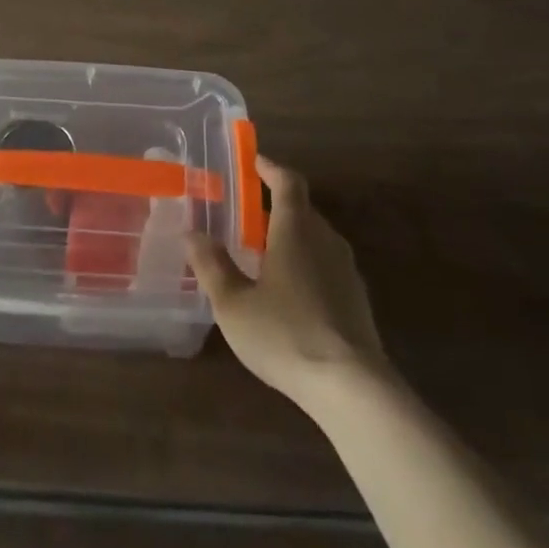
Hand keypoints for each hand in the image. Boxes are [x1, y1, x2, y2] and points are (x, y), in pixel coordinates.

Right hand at [186, 155, 388, 409]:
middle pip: (302, 208)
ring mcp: (346, 269)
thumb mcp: (234, 304)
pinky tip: (289, 292)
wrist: (352, 387)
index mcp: (296, 229)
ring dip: (291, 236)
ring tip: (263, 253)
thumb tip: (191, 233)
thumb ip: (212, 266)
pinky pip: (326, 265)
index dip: (270, 167)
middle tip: (246, 214)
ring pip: (315, 238)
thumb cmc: (286, 334)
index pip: (287, 182)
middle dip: (275, 205)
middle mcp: (325, 239)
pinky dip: (306, 263)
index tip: (254, 161)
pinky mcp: (357, 299)